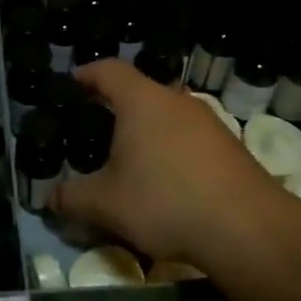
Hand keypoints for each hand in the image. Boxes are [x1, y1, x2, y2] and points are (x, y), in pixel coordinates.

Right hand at [51, 60, 295, 272]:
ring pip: (167, 116)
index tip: (71, 86)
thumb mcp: (105, 204)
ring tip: (129, 160)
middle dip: (115, 107)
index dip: (86, 75)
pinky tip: (166, 183)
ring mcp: (209, 123)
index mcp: (142, 101)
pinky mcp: (231, 148)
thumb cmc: (165, 201)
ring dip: (146, 131)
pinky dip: (171, 150)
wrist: (249, 230)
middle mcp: (176, 101)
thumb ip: (71, 197)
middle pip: (139, 91)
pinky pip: (189, 138)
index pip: (108, 70)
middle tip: (94, 131)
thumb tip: (51, 199)